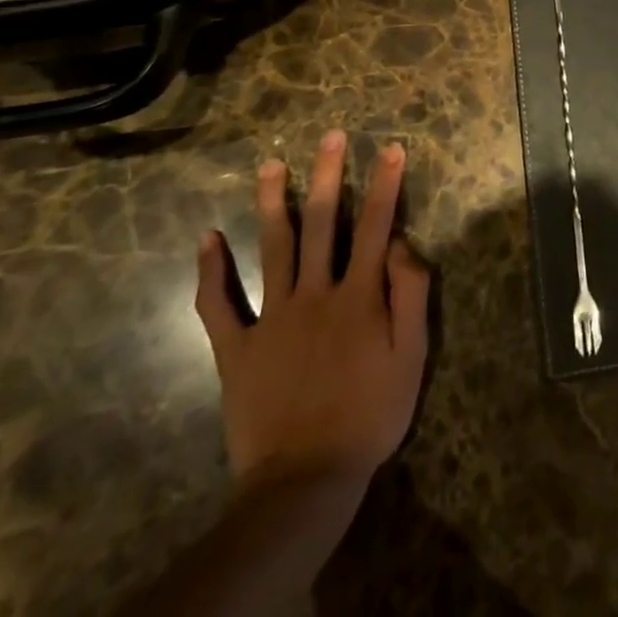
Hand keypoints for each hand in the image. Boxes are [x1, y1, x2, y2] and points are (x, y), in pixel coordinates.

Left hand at [193, 133, 429, 494]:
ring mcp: (271, 318)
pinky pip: (218, 305)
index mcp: (358, 295)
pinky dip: (210, 271)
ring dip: (273, 202)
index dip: (385, 184)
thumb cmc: (369, 415)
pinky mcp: (237, 348)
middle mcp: (315, 293)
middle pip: (323, 222)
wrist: (305, 481)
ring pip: (273, 248)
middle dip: (328, 175)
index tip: (391, 148)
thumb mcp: (411, 357)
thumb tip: (402, 243)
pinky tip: (207, 237)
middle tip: (329, 136)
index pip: (376, 226)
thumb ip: (410, 295)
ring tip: (271, 164)